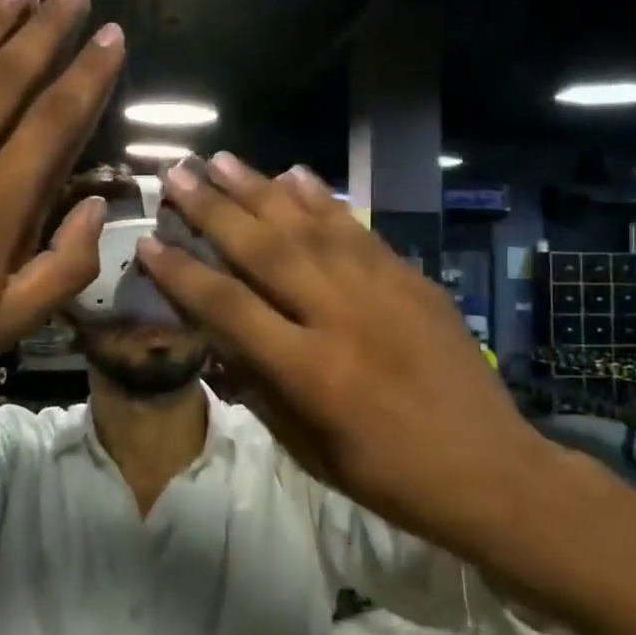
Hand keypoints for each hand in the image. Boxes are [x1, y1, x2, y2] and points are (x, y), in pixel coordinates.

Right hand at [139, 153, 535, 542]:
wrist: (488, 468)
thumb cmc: (387, 474)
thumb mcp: (308, 448)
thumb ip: (258, 387)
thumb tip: (217, 338)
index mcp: (310, 372)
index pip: (229, 308)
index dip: (182, 274)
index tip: (147, 242)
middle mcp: (341, 317)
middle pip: (265, 250)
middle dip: (213, 209)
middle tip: (177, 172)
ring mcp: (382, 290)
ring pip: (310, 227)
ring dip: (262, 189)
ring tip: (223, 159)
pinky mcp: (411, 278)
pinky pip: (358, 230)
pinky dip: (324, 200)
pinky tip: (297, 174)